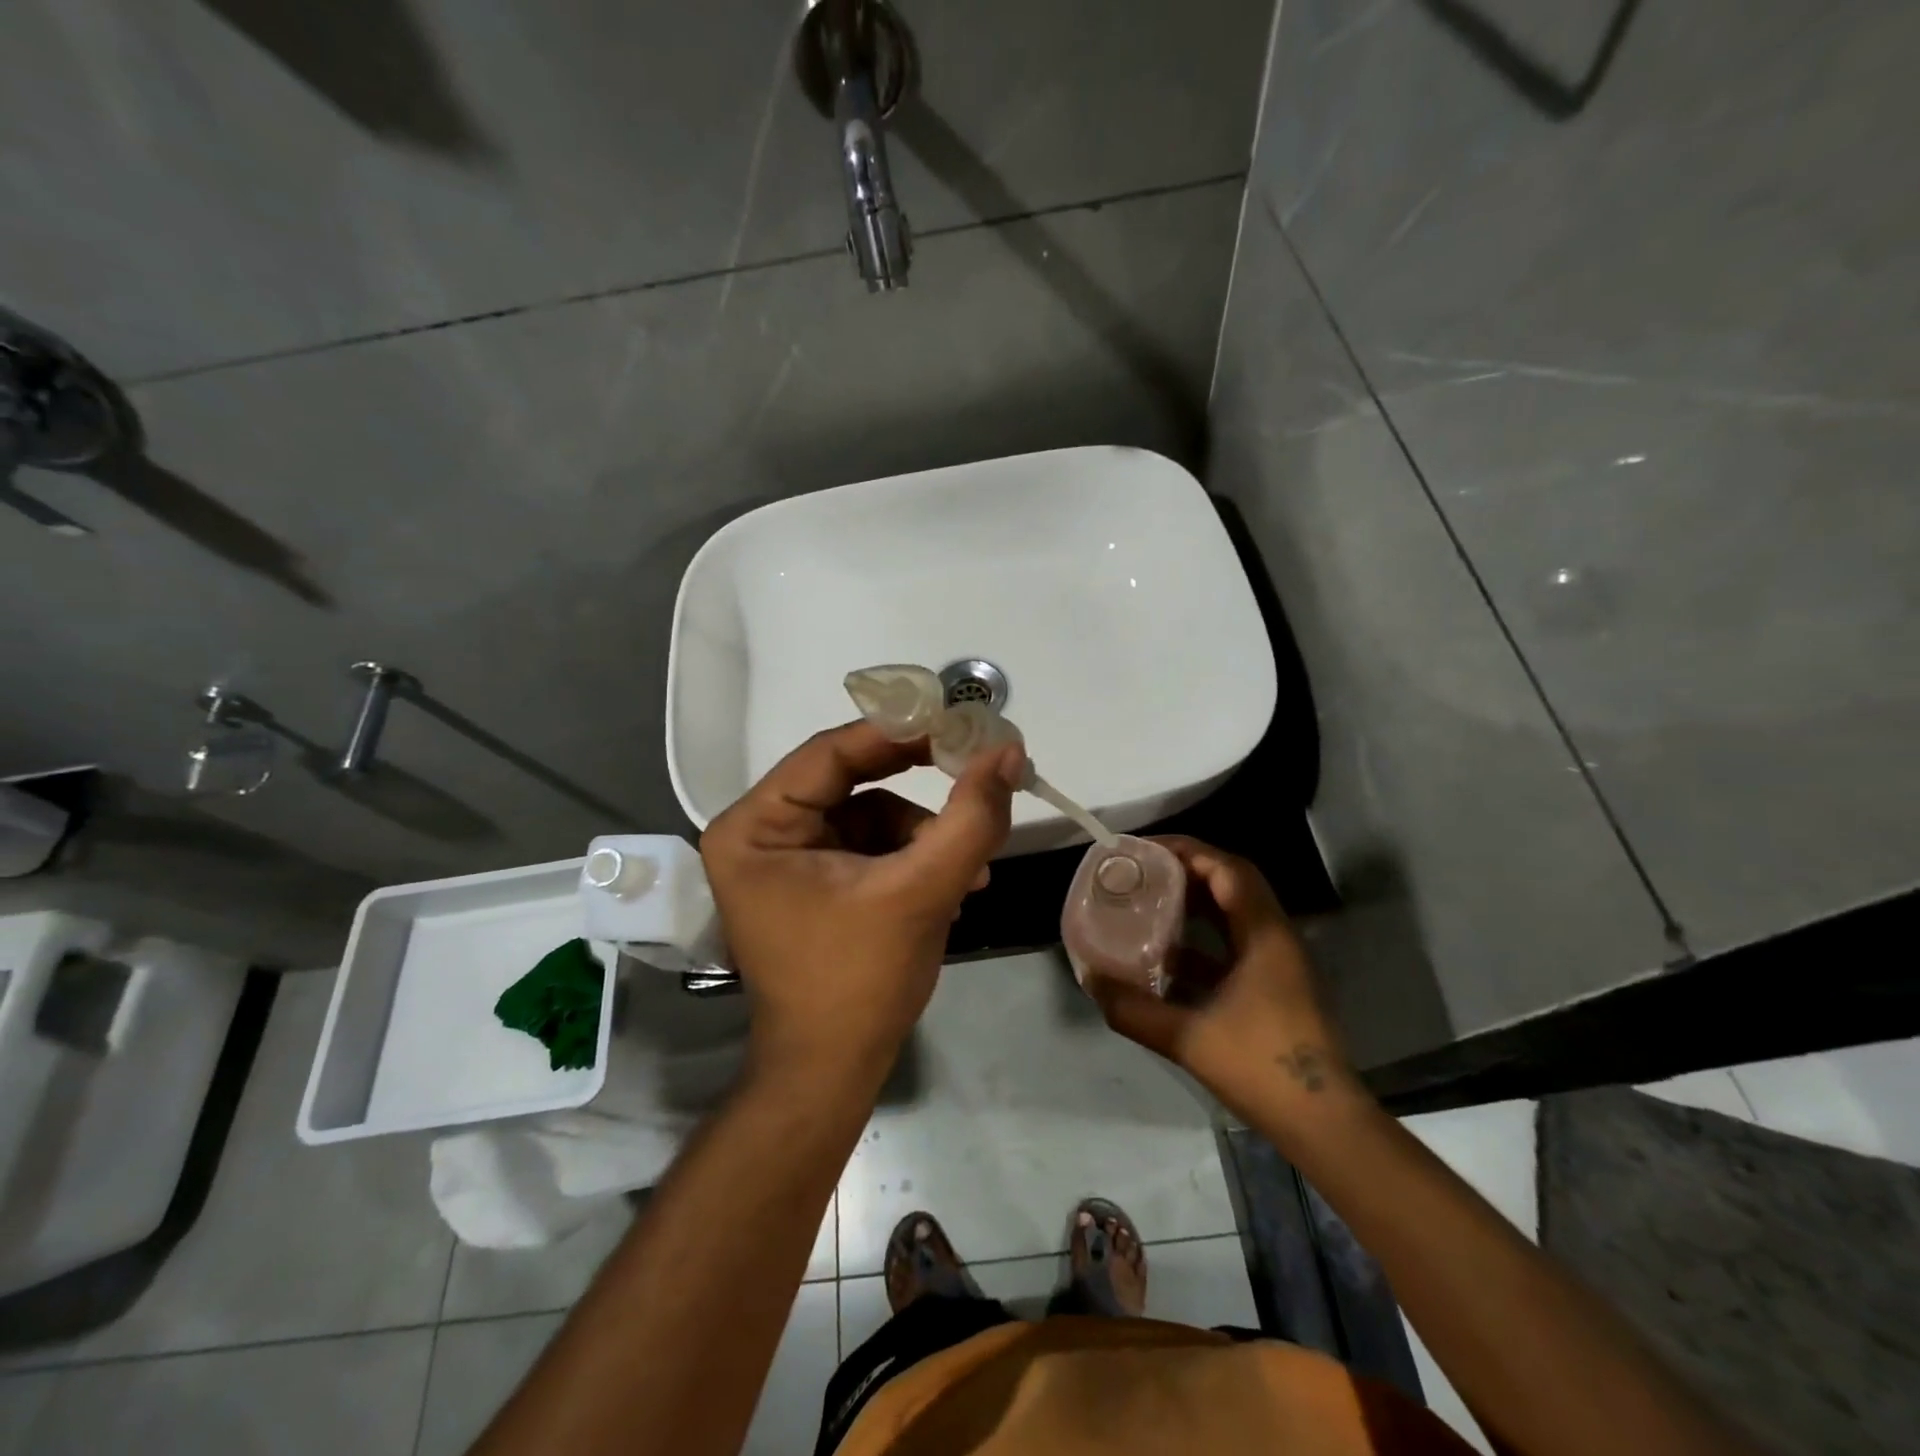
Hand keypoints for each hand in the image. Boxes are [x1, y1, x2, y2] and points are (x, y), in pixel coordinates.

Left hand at [700, 720, 1023, 1078]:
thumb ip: (969, 817)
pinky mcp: (815, 880)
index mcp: (755, 826)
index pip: (832, 752)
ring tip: (971, 871)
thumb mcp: (921, 891)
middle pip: (852, 779)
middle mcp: (761, 832)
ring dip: (925, 834)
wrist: (834, 1074)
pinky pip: (871, 845)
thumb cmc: (859, 982)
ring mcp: (788, 857)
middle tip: (975, 773)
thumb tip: (1008, 750)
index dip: (901, 732)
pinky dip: (914, 857)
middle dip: (919, 788)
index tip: (962, 723)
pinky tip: (954, 887)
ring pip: (870, 813)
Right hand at [1087, 836, 1357, 1123]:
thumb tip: (1091, 982)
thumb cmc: (1261, 1068)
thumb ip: (1134, 1010)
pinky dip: (1202, 940)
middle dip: (1187, 870)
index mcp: (1264, 935)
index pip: (1228, 869)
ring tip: (1150, 903)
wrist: (1323, 1123)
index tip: (1146, 850)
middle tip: (1143, 872)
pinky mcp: (1275, 986)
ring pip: (1235, 914)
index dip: (1187, 850)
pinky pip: (1235, 944)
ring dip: (1195, 903)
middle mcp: (1275, 938)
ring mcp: (1279, 963)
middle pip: (1232, 883)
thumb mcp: (1188, 1038)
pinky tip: (1168, 958)